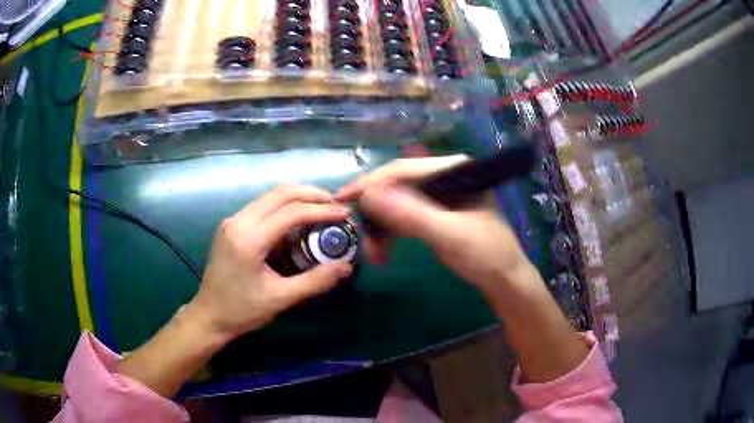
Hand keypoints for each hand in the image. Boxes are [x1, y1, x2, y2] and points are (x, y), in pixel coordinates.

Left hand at [187, 185, 353, 341]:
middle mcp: (239, 221)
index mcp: (249, 239)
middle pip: (280, 193)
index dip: (321, 210)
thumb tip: (346, 266)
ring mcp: (233, 221)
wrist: (209, 316)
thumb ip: (315, 281)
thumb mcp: (281, 298)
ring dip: (297, 199)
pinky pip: (262, 207)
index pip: (291, 212)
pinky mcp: (231, 226)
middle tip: (335, 204)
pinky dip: (283, 208)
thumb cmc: (242, 310)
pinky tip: (296, 223)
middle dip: (311, 195)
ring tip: (321, 210)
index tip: (344, 214)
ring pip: (270, 197)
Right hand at [336, 156, 531, 297]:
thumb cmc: (485, 255)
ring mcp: (438, 196)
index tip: (342, 198)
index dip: (371, 183)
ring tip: (375, 255)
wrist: (504, 280)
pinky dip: (390, 233)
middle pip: (397, 186)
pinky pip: (403, 217)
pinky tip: (383, 251)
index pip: (404, 170)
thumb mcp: (449, 235)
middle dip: (376, 212)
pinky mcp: (434, 214)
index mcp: (454, 170)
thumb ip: (411, 214)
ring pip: (397, 203)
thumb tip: (368, 195)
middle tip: (360, 236)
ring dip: (381, 227)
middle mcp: (444, 177)